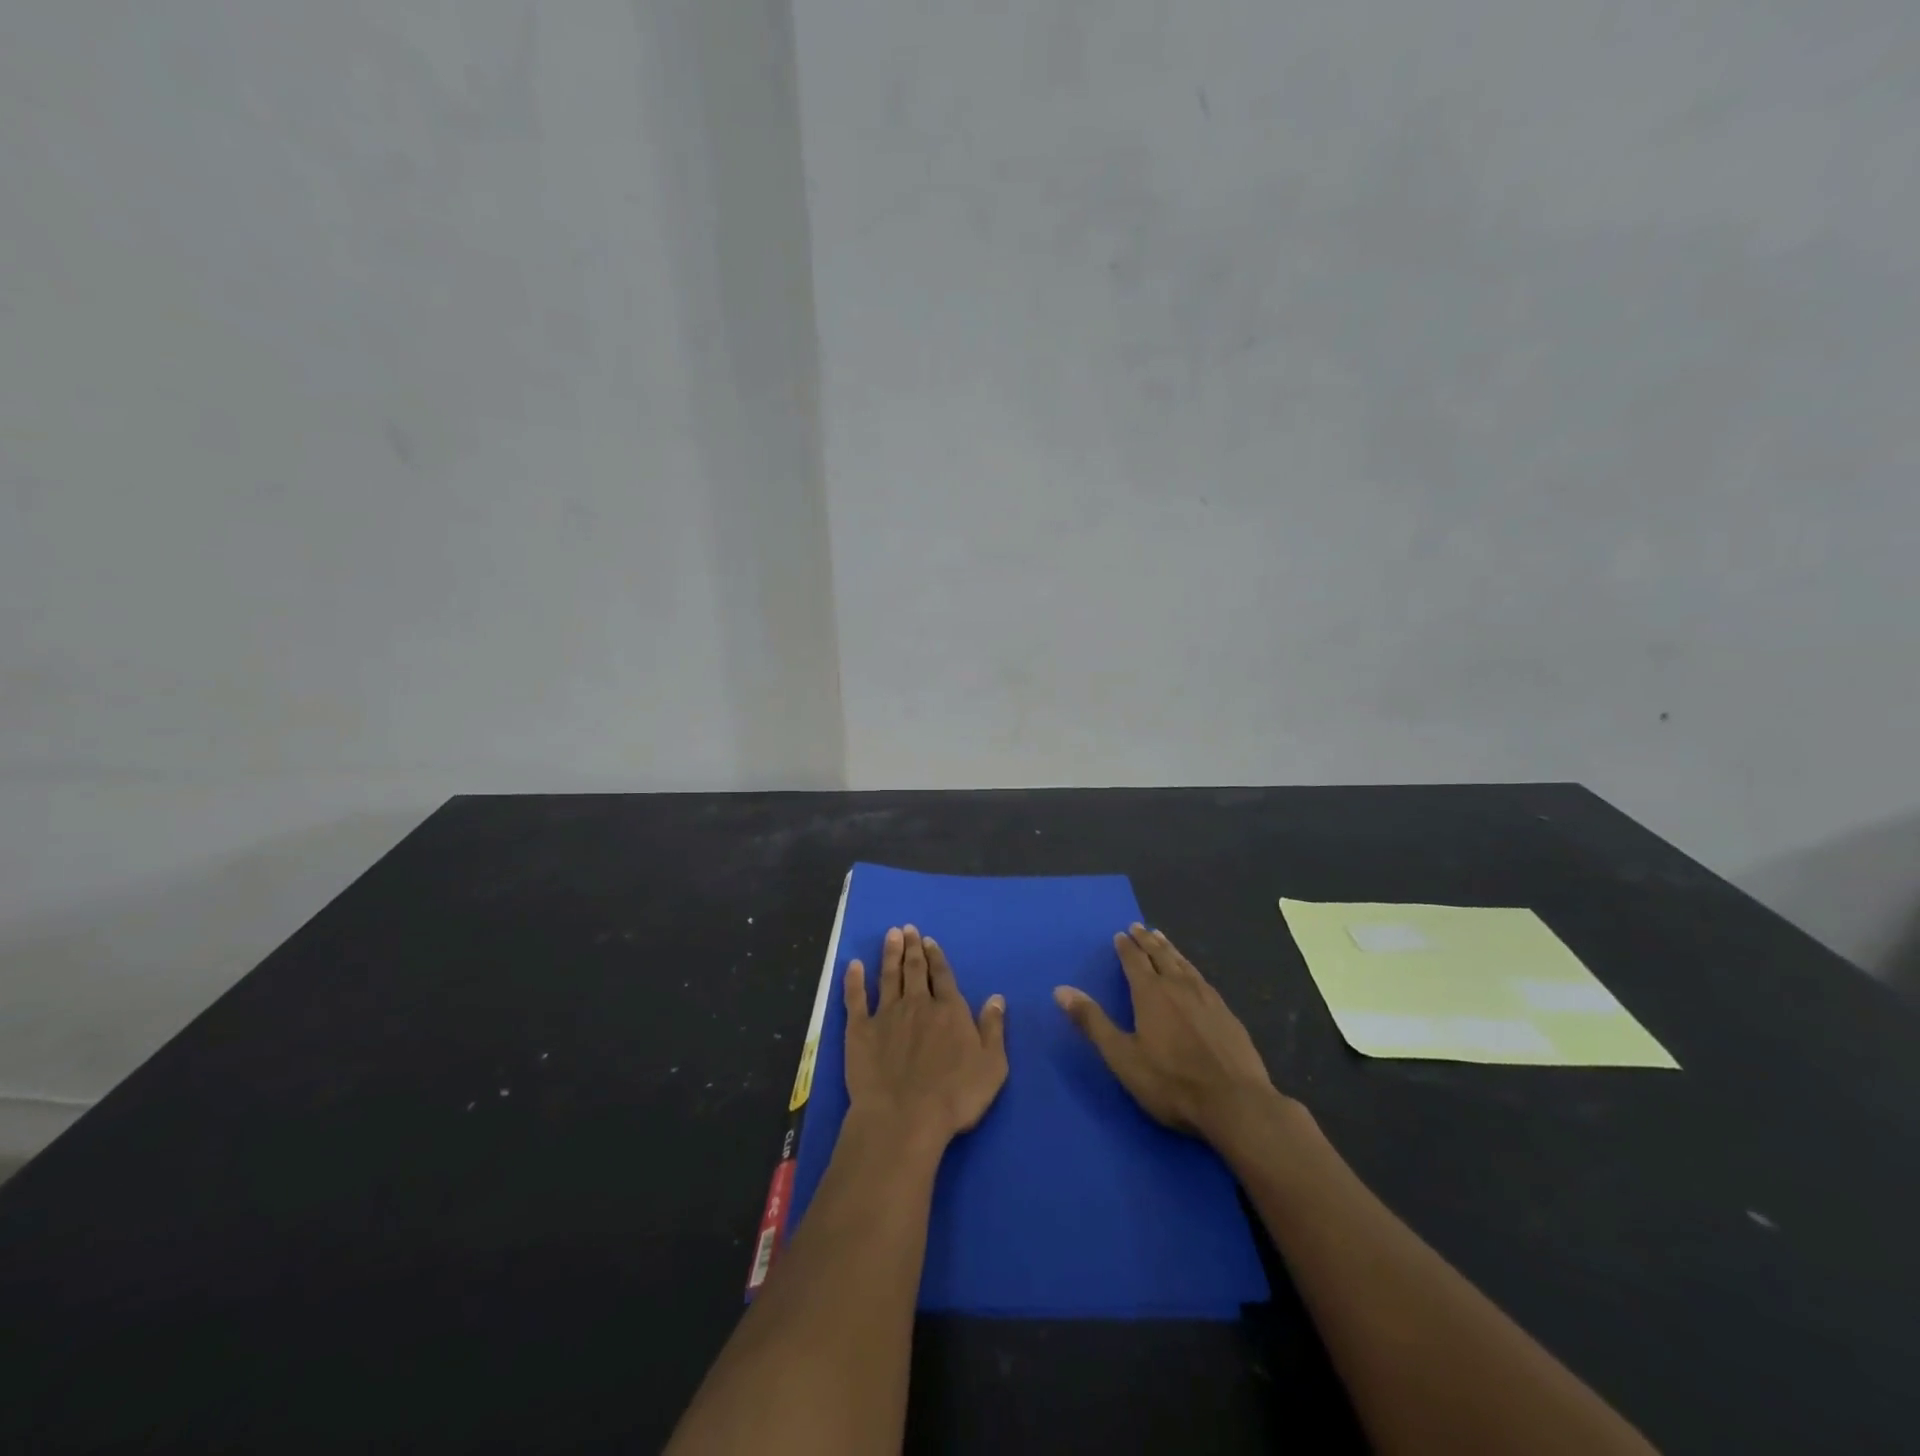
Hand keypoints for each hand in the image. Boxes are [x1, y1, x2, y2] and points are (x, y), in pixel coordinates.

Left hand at [844, 926, 1008, 1149]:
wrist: (904, 1117)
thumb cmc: (955, 1097)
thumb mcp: (991, 1066)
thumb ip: (993, 1029)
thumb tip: (997, 998)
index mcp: (950, 1010)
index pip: (943, 976)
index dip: (937, 957)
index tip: (929, 940)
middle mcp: (918, 1004)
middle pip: (915, 969)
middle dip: (912, 947)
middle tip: (907, 928)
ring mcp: (886, 1014)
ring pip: (889, 976)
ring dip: (890, 954)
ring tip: (891, 935)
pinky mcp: (860, 1030)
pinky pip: (856, 998)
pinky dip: (854, 980)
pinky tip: (853, 965)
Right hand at [1055, 924, 1276, 1146]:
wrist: (1236, 1103)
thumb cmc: (1171, 1082)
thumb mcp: (1122, 1057)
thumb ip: (1092, 1022)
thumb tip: (1060, 990)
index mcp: (1151, 994)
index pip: (1134, 961)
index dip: (1126, 947)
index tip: (1120, 934)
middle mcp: (1179, 986)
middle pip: (1161, 956)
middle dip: (1147, 941)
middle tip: (1139, 927)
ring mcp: (1207, 998)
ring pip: (1184, 964)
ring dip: (1170, 949)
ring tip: (1162, 938)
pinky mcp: (1227, 1013)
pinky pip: (1202, 978)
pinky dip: (1191, 967)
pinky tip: (1193, 974)